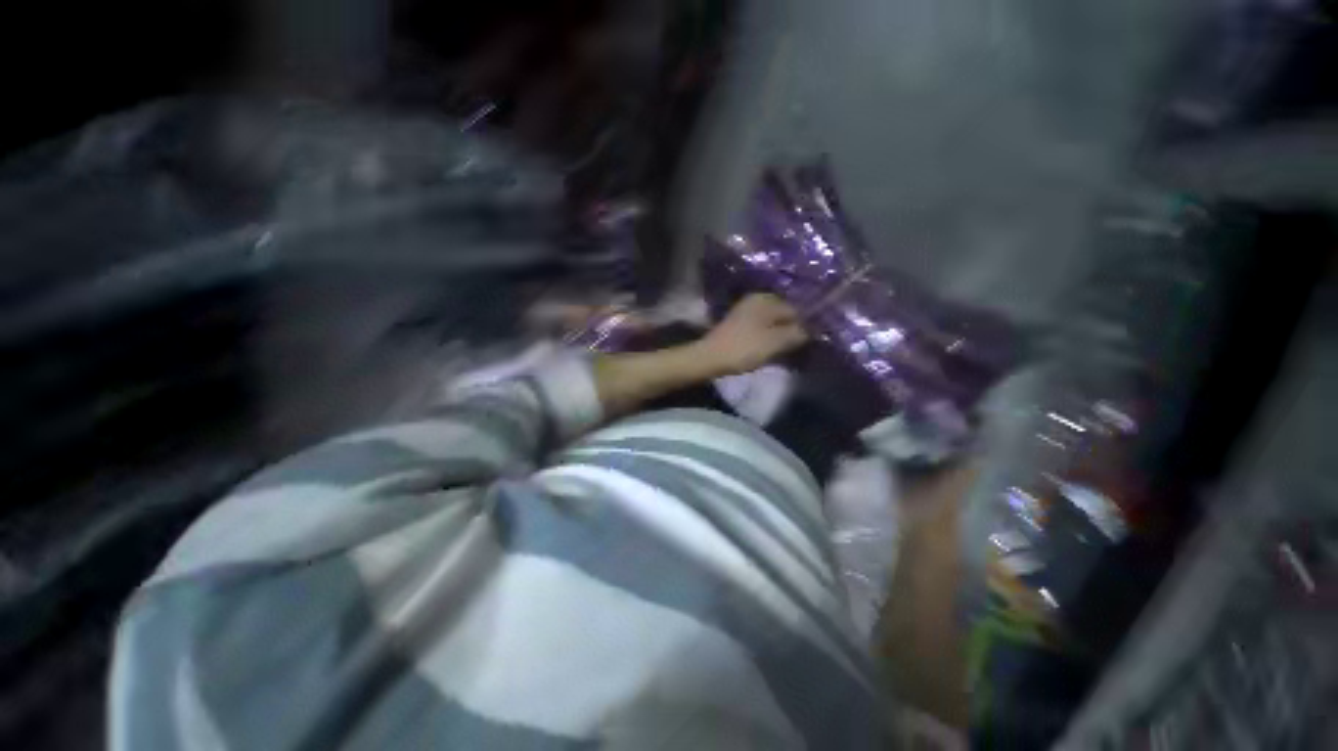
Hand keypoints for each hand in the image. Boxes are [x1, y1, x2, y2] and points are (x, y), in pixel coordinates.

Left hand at [694, 294, 808, 376]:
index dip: (804, 327)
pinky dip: (767, 338)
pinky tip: (767, 350)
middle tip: (795, 350)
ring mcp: (746, 311)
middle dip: (791, 330)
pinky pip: (761, 328)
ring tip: (782, 352)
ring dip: (779, 336)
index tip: (807, 344)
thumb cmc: (744, 348)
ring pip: (772, 322)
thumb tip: (810, 330)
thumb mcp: (775, 342)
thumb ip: (796, 333)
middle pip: (783, 315)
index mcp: (767, 299)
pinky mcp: (738, 323)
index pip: (796, 309)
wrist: (709, 358)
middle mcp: (757, 300)